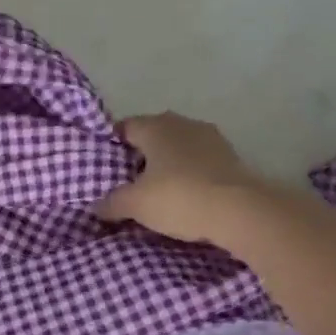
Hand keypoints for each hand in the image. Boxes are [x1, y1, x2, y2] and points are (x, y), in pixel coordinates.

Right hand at [96, 112, 268, 244]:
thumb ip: (111, 203)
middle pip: (153, 134)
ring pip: (179, 147)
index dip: (112, 145)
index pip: (125, 126)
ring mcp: (211, 137)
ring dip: (168, 163)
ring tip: (156, 189)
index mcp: (156, 126)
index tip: (105, 166)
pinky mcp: (231, 156)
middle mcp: (183, 123)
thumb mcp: (135, 204)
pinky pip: (199, 161)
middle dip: (141, 154)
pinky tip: (184, 194)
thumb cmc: (178, 197)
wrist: (240, 211)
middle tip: (128, 180)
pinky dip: (189, 173)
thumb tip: (95, 206)